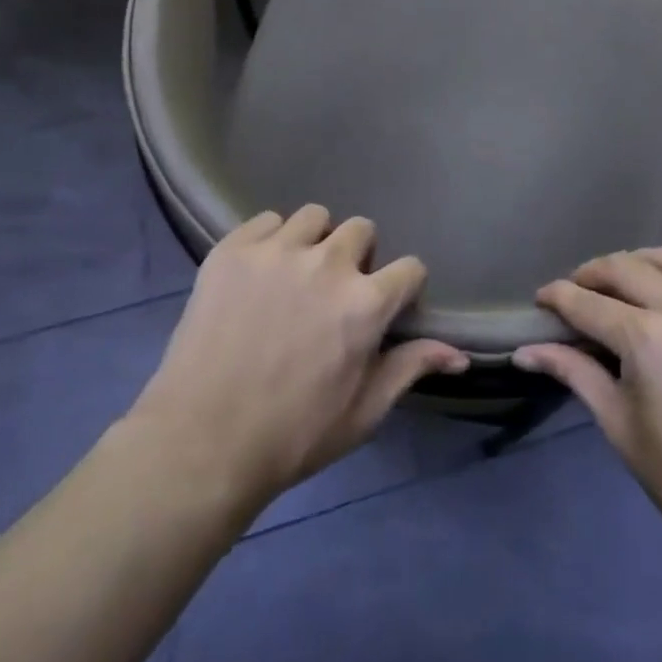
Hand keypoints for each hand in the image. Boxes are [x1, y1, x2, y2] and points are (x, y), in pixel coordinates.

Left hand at [128, 206, 469, 512]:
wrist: (200, 443)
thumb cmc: (292, 436)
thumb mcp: (362, 412)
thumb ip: (411, 368)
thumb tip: (460, 356)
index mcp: (365, 302)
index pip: (410, 267)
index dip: (403, 288)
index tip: (388, 308)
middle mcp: (327, 263)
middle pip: (362, 229)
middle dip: (358, 258)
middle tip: (335, 294)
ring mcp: (277, 250)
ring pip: (315, 217)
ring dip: (315, 242)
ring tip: (296, 276)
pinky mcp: (233, 249)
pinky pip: (265, 221)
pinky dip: (270, 240)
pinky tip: (258, 274)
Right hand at [515, 247, 661, 554]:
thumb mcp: (622, 428)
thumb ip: (575, 375)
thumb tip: (525, 352)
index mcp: (645, 337)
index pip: (586, 302)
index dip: (556, 296)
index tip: (540, 299)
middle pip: (624, 268)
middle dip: (591, 274)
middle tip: (575, 293)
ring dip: (637, 263)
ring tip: (622, 285)